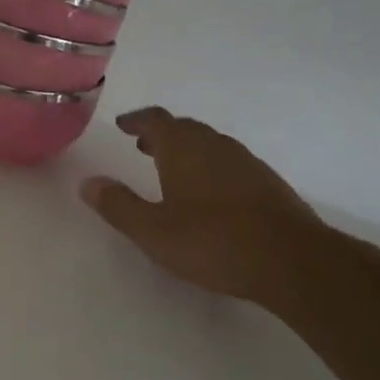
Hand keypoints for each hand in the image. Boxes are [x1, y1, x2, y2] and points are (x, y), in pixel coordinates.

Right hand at [81, 107, 322, 306]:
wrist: (291, 259)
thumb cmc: (213, 242)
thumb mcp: (153, 231)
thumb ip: (119, 205)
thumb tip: (88, 182)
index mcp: (183, 149)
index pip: (156, 120)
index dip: (137, 120)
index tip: (123, 125)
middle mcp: (215, 145)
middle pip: (184, 128)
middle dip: (161, 134)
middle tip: (142, 145)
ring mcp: (246, 162)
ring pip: (209, 144)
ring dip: (187, 149)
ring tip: (171, 168)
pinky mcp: (267, 182)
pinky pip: (229, 162)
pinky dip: (210, 166)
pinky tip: (210, 193)